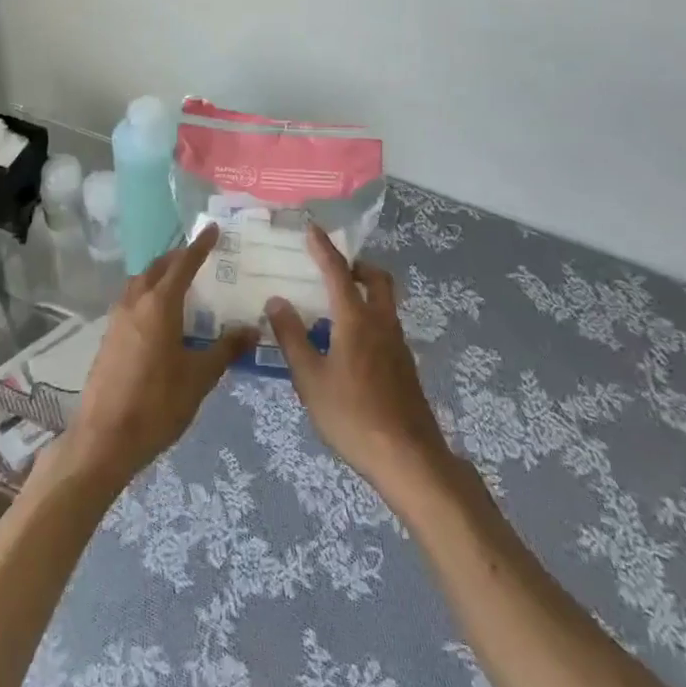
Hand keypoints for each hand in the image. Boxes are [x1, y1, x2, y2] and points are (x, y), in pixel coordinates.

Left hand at [60, 224, 255, 491]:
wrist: (104, 439)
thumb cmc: (157, 404)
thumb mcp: (200, 377)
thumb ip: (226, 349)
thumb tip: (253, 329)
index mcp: (159, 305)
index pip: (183, 264)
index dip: (200, 246)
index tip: (213, 229)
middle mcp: (135, 303)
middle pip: (157, 268)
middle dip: (178, 258)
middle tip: (199, 257)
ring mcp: (117, 320)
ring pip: (140, 283)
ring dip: (160, 275)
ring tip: (181, 284)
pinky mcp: (109, 338)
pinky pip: (131, 301)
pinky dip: (148, 295)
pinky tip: (161, 316)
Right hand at [266, 225, 455, 494]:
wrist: (408, 457)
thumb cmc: (352, 415)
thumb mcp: (310, 379)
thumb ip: (292, 337)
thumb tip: (276, 300)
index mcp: (356, 319)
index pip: (338, 272)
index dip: (324, 248)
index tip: (312, 228)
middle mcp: (381, 322)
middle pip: (376, 279)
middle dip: (356, 265)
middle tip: (334, 267)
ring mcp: (397, 344)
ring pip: (384, 302)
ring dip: (364, 291)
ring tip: (335, 306)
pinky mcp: (404, 366)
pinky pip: (385, 325)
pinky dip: (368, 318)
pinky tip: (349, 345)